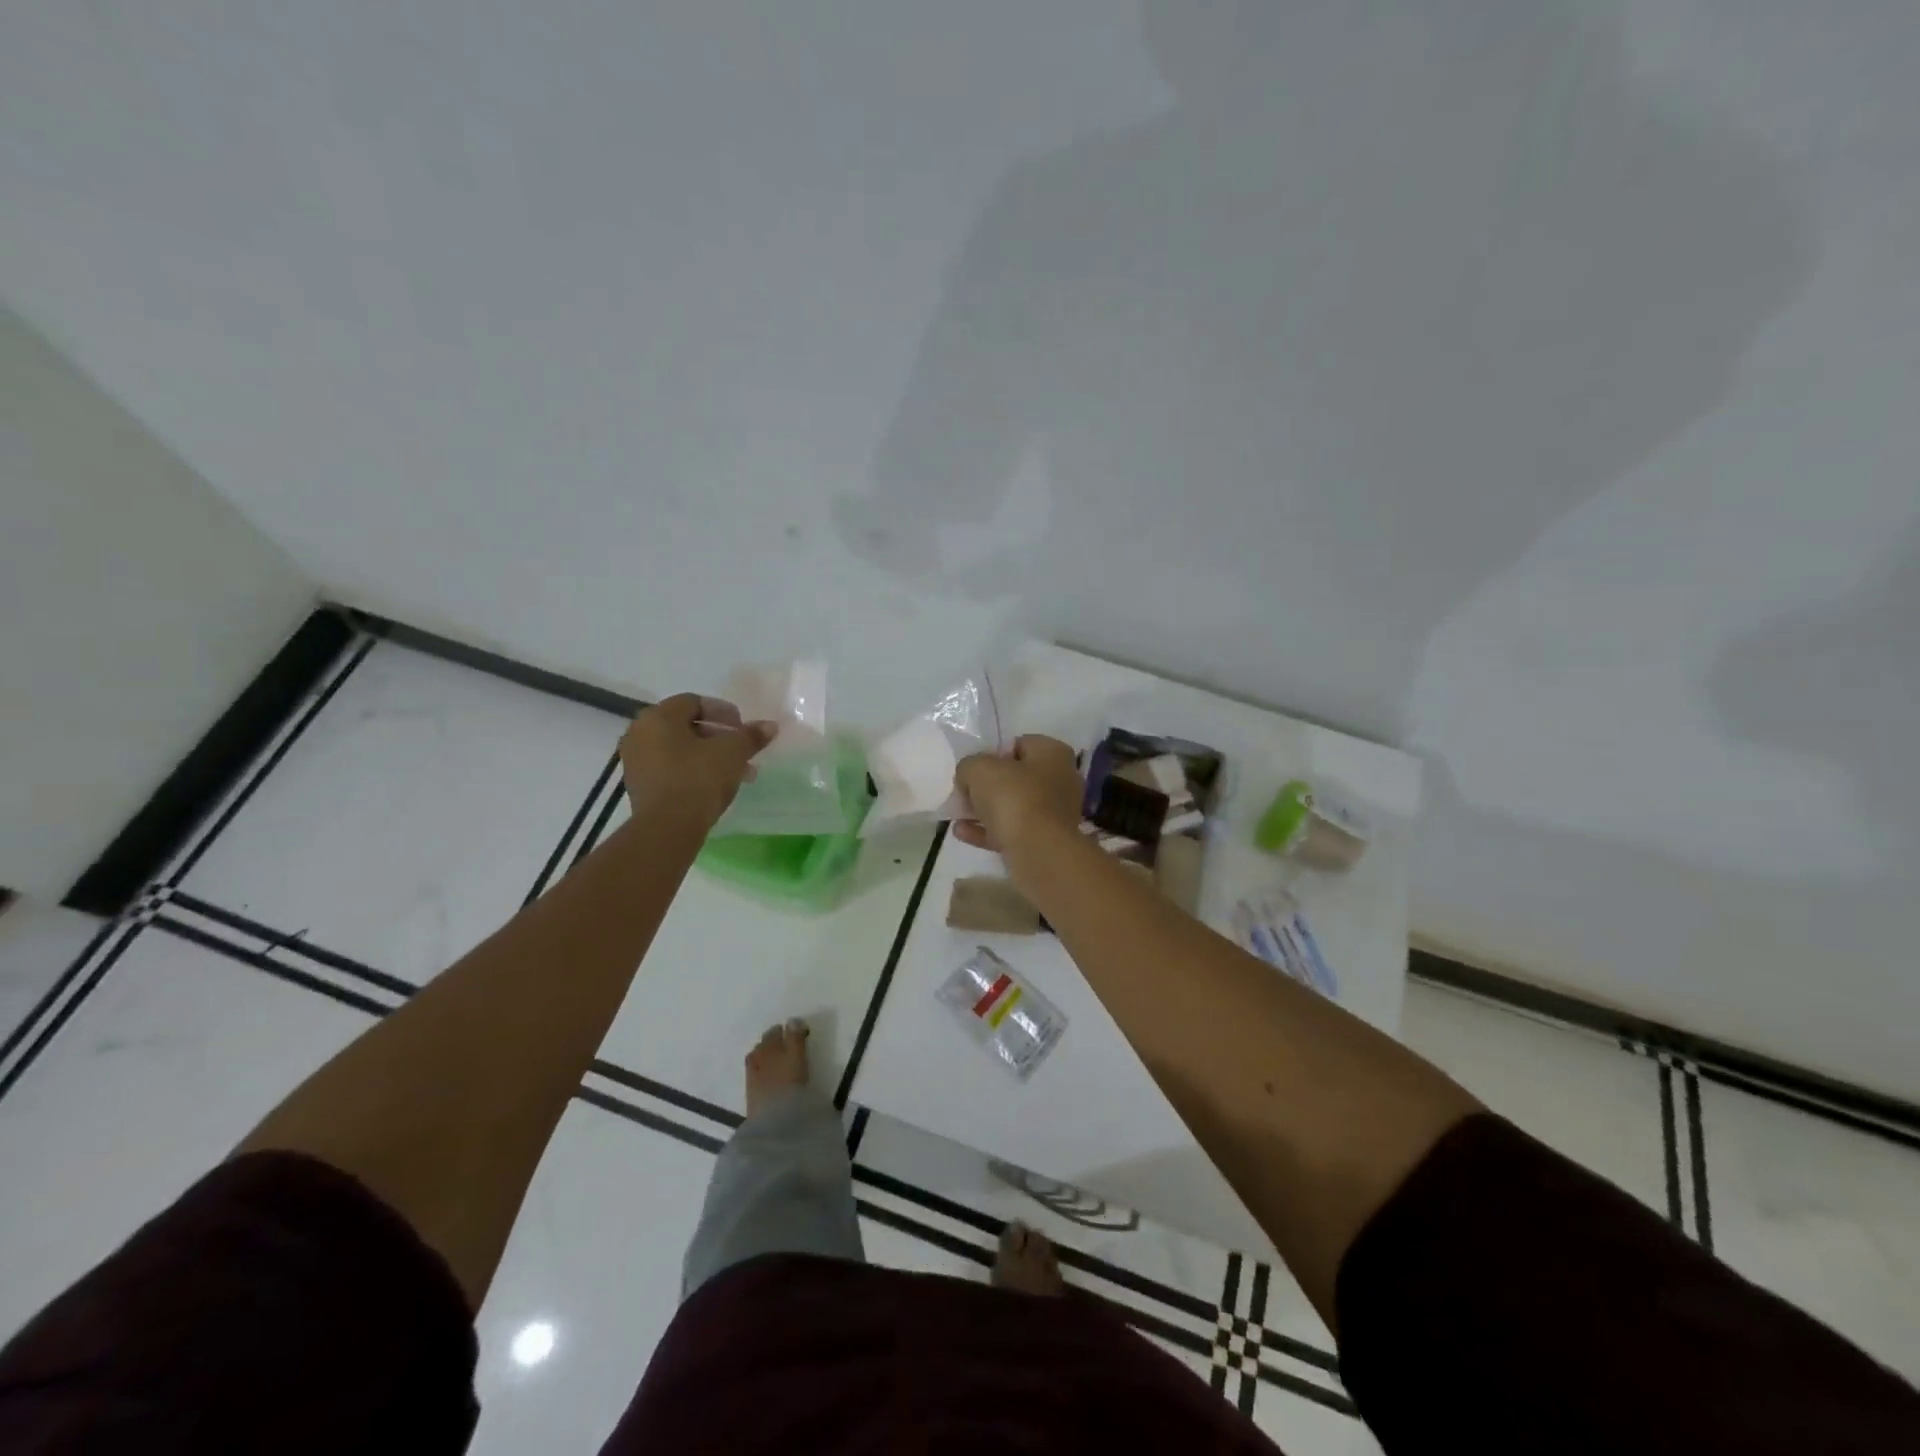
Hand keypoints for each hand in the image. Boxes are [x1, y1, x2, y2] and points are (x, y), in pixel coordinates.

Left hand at [620, 694, 776, 824]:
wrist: (667, 828)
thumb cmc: (698, 778)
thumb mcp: (732, 753)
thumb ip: (751, 736)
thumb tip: (771, 726)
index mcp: (658, 716)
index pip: (694, 702)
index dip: (723, 712)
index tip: (742, 727)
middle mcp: (640, 733)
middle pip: (686, 726)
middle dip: (719, 737)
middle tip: (742, 750)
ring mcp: (636, 761)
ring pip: (680, 749)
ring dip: (709, 755)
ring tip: (737, 771)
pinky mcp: (639, 786)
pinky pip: (670, 768)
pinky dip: (693, 770)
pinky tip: (716, 785)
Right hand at [953, 735, 1082, 853]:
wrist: (1038, 851)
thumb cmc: (1014, 798)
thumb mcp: (979, 769)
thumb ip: (969, 766)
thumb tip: (969, 776)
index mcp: (1053, 753)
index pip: (1019, 744)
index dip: (993, 753)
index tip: (974, 768)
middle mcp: (1060, 779)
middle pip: (1016, 777)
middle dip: (988, 785)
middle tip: (965, 792)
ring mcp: (1055, 813)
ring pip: (1013, 806)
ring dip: (985, 810)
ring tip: (958, 814)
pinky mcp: (1045, 841)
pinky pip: (1011, 831)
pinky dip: (987, 831)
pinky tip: (961, 832)